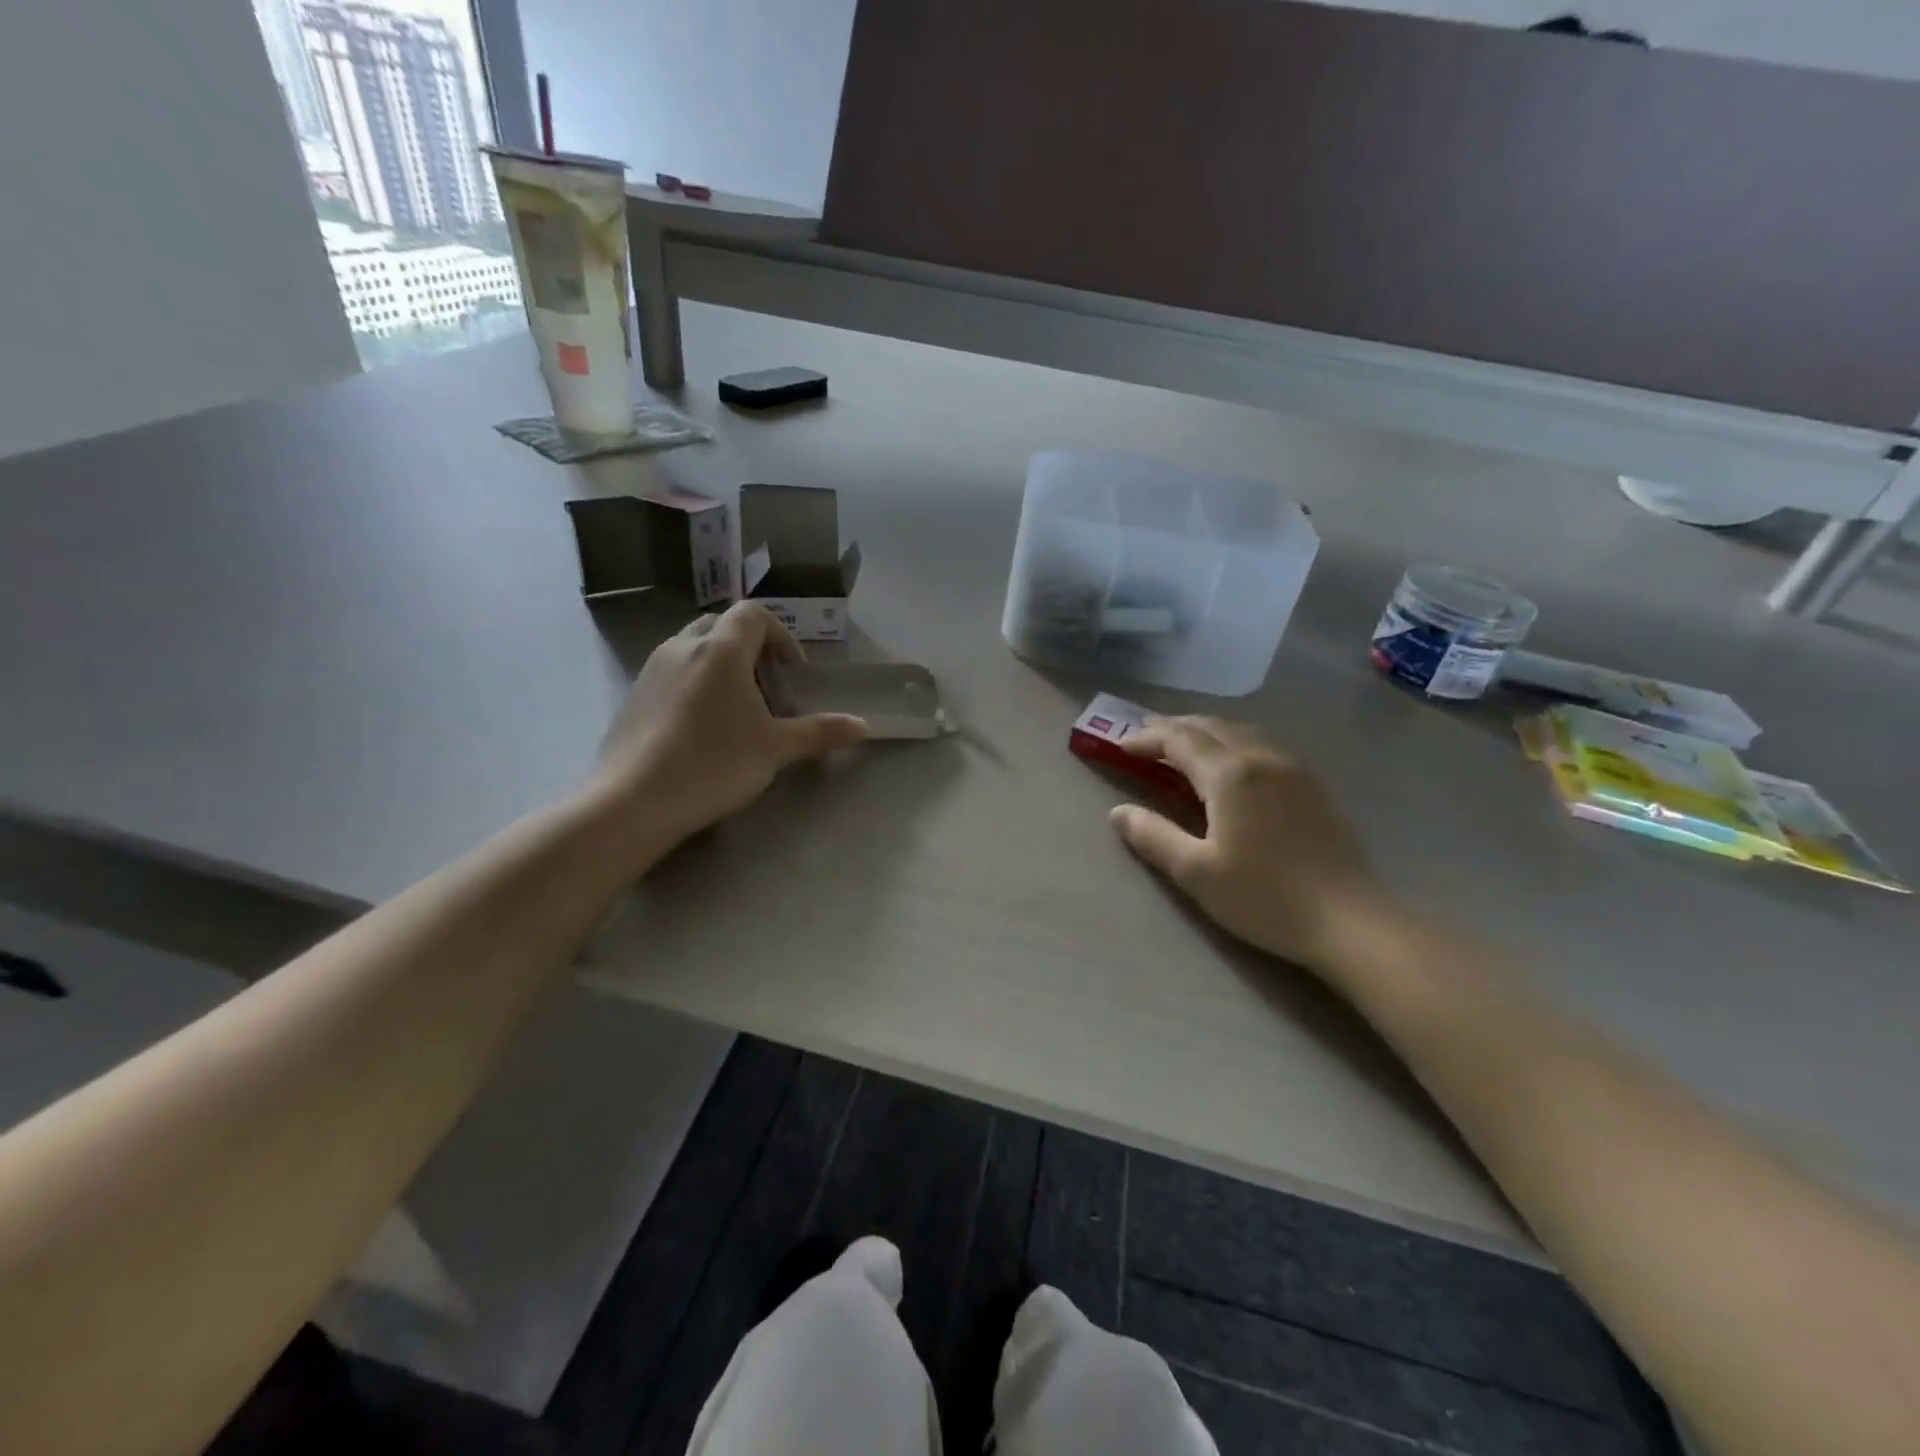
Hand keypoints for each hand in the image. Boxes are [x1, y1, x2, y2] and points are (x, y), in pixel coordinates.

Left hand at [591, 603, 867, 847]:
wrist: (633, 801)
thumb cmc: (713, 764)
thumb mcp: (775, 749)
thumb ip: (820, 732)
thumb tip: (863, 726)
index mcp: (721, 649)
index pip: (755, 614)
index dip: (781, 636)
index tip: (792, 674)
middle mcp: (684, 646)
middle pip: (723, 626)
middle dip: (751, 649)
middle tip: (767, 689)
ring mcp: (653, 668)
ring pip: (695, 647)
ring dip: (722, 665)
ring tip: (736, 710)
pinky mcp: (634, 693)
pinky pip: (673, 670)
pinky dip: (695, 682)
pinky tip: (701, 728)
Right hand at [1108, 716, 1394, 980]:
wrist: (1349, 921)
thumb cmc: (1264, 897)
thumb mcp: (1196, 872)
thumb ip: (1153, 836)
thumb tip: (1118, 813)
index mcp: (1230, 774)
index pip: (1179, 740)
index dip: (1146, 739)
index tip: (1120, 747)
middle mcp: (1262, 758)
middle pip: (1211, 727)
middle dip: (1173, 728)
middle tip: (1145, 739)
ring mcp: (1293, 769)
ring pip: (1241, 732)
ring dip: (1205, 732)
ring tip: (1182, 746)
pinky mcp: (1313, 786)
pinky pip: (1263, 746)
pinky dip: (1233, 743)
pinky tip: (1231, 765)